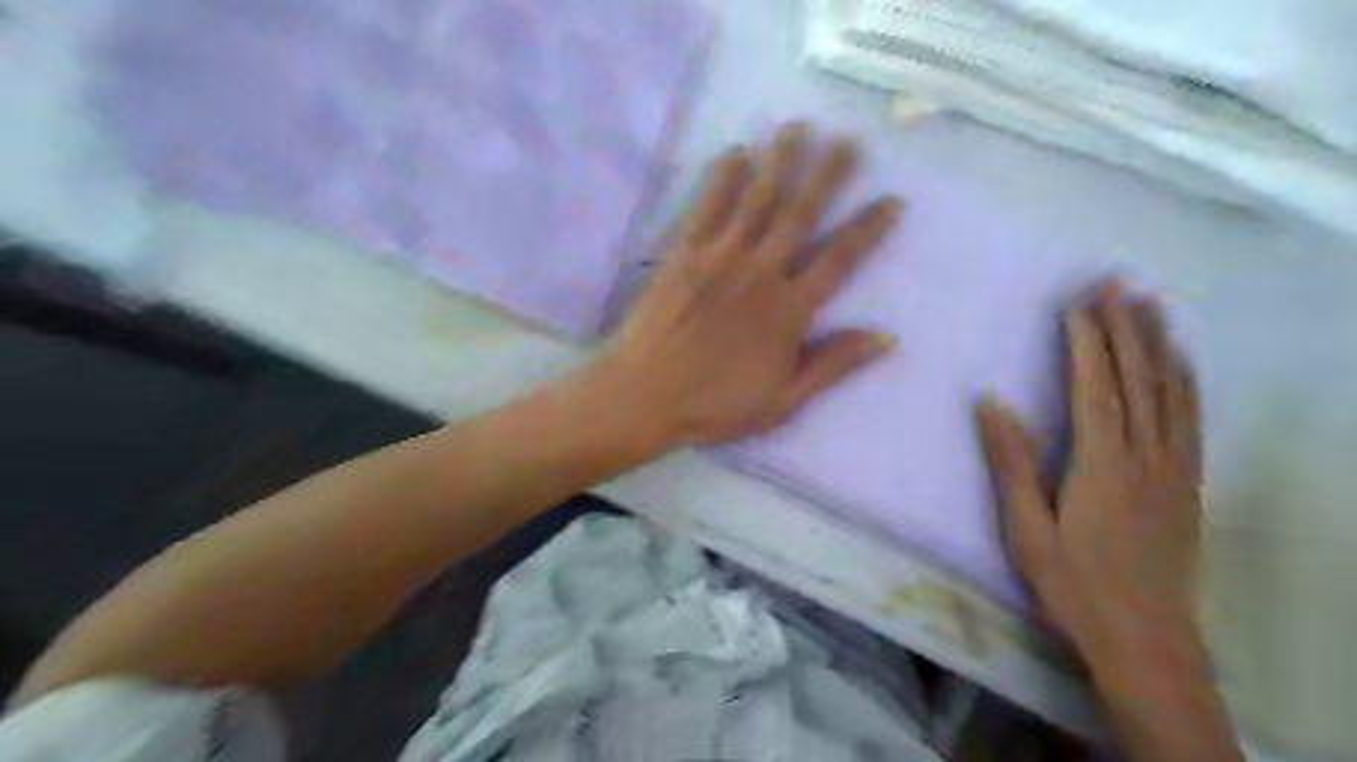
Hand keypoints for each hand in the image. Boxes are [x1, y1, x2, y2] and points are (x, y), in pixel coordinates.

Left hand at [601, 122, 898, 446]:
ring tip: (797, 127)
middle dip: (828, 175)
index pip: (839, 260)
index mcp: (789, 310)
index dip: (868, 228)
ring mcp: (720, 258)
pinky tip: (735, 153)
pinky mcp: (684, 254)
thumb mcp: (783, 401)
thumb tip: (887, 337)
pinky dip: (723, 178)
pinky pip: (708, 207)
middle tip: (848, 140)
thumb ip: (833, 365)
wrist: (644, 395)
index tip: (892, 199)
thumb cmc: (715, 405)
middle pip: (800, 215)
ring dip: (780, 161)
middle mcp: (760, 273)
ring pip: (757, 200)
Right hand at [982, 284, 1202, 669]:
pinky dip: (1186, 383)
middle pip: (1137, 380)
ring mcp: (1173, 469)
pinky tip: (1181, 364)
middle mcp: (1143, 456)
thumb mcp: (1027, 528)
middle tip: (1116, 283)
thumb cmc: (1073, 584)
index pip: (1093, 388)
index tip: (1077, 304)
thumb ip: (1011, 462)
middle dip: (1124, 328)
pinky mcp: (1188, 484)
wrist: (1145, 639)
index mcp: (1099, 465)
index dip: (1086, 343)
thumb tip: (990, 402)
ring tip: (1152, 305)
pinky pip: (1191, 421)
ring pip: (1170, 393)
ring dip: (1159, 344)